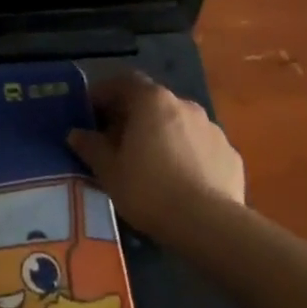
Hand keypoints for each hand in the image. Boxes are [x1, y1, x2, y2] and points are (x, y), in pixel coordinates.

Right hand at [67, 72, 245, 241]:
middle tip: (116, 140)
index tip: (90, 112)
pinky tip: (178, 179)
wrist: (209, 225)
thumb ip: (91, 146)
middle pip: (151, 102)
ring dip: (161, 134)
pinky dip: (185, 154)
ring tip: (149, 162)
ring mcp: (212, 129)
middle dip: (132, 116)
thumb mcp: (108, 170)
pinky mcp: (230, 154)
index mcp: (152, 101)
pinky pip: (199, 146)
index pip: (123, 82)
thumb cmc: (148, 189)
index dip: (104, 93)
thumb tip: (76, 134)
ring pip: (177, 124)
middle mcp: (184, 105)